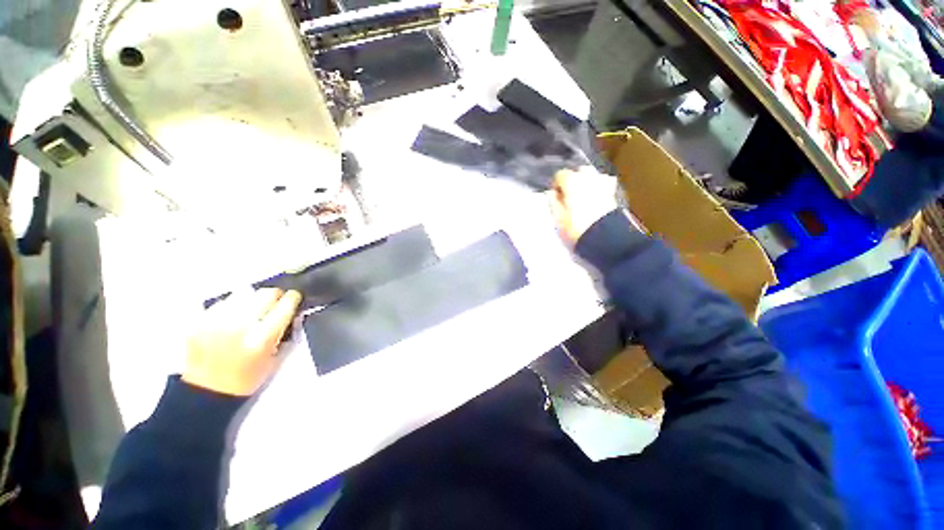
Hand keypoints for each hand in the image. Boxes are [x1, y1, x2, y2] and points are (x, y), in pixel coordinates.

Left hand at [183, 288, 301, 395]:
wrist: (204, 392)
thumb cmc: (245, 379)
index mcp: (261, 338)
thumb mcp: (274, 360)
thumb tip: (293, 313)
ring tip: (249, 311)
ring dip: (251, 299)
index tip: (294, 297)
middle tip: (274, 303)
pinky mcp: (198, 320)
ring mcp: (216, 321)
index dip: (293, 298)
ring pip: (243, 293)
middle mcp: (239, 326)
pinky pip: (221, 302)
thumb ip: (285, 334)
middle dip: (274, 296)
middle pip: (265, 293)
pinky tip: (229, 317)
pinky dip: (229, 306)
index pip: (285, 305)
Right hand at [550, 167, 618, 245]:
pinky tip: (596, 195)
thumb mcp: (558, 218)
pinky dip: (599, 185)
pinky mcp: (612, 191)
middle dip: (572, 180)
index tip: (555, 197)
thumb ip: (554, 202)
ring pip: (591, 175)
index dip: (556, 185)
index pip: (560, 175)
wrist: (603, 236)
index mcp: (571, 181)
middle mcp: (587, 177)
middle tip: (568, 196)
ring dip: (585, 181)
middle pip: (577, 172)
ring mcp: (602, 182)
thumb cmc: (576, 227)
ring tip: (582, 195)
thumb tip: (553, 193)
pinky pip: (604, 182)